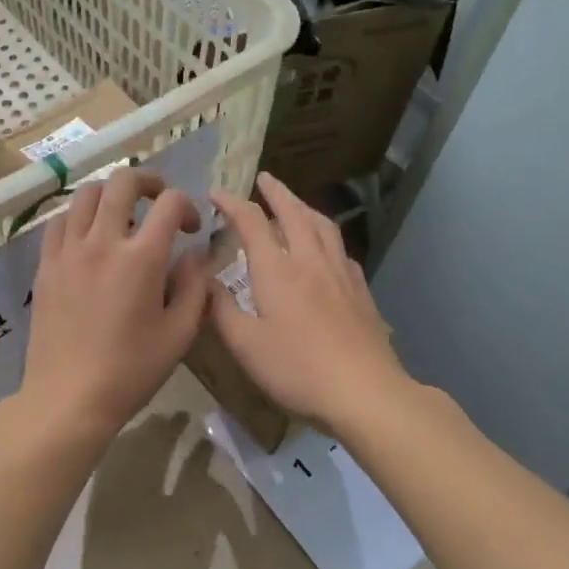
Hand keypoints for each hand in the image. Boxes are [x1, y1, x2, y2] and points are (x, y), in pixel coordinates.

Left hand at [15, 167, 211, 444]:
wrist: (69, 397)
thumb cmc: (131, 371)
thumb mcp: (180, 334)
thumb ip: (195, 286)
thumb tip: (196, 255)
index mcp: (142, 258)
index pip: (170, 204)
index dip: (187, 206)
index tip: (191, 229)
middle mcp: (103, 242)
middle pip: (123, 181)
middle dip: (149, 181)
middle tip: (159, 200)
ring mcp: (68, 251)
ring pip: (86, 195)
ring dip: (111, 195)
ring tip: (123, 215)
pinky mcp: (45, 265)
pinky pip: (59, 222)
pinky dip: (78, 217)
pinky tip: (88, 236)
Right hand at [209, 172, 409, 428]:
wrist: (364, 390)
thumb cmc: (297, 369)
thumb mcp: (245, 345)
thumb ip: (221, 309)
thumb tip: (204, 279)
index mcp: (277, 271)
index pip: (252, 222)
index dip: (232, 203)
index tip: (216, 191)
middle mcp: (310, 261)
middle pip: (294, 213)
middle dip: (277, 192)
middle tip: (265, 178)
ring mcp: (341, 274)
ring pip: (323, 226)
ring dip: (305, 207)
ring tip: (295, 204)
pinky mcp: (360, 291)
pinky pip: (341, 249)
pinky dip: (326, 236)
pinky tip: (326, 249)